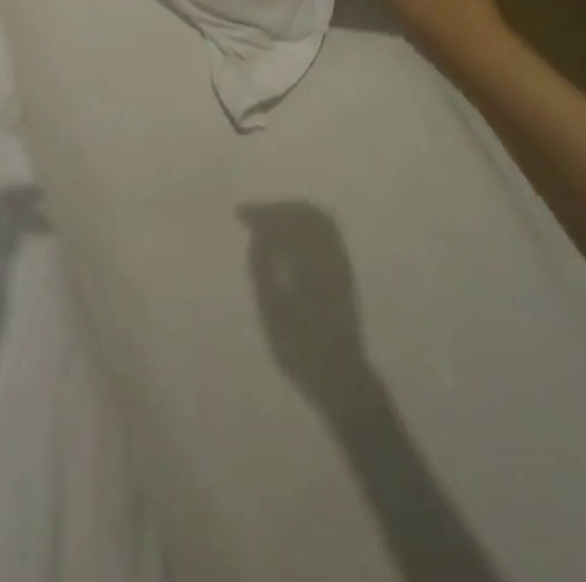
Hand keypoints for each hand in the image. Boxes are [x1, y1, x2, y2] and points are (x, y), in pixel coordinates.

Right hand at [241, 202, 369, 401]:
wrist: (340, 376)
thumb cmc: (300, 348)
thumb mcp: (271, 312)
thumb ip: (262, 270)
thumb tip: (257, 237)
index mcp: (308, 263)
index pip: (283, 223)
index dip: (260, 214)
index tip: (240, 215)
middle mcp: (327, 255)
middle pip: (303, 214)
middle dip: (276, 209)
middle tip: (254, 216)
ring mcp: (340, 261)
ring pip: (318, 219)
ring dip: (292, 213)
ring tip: (270, 221)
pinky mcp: (345, 271)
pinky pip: (328, 231)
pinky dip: (307, 222)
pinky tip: (292, 234)